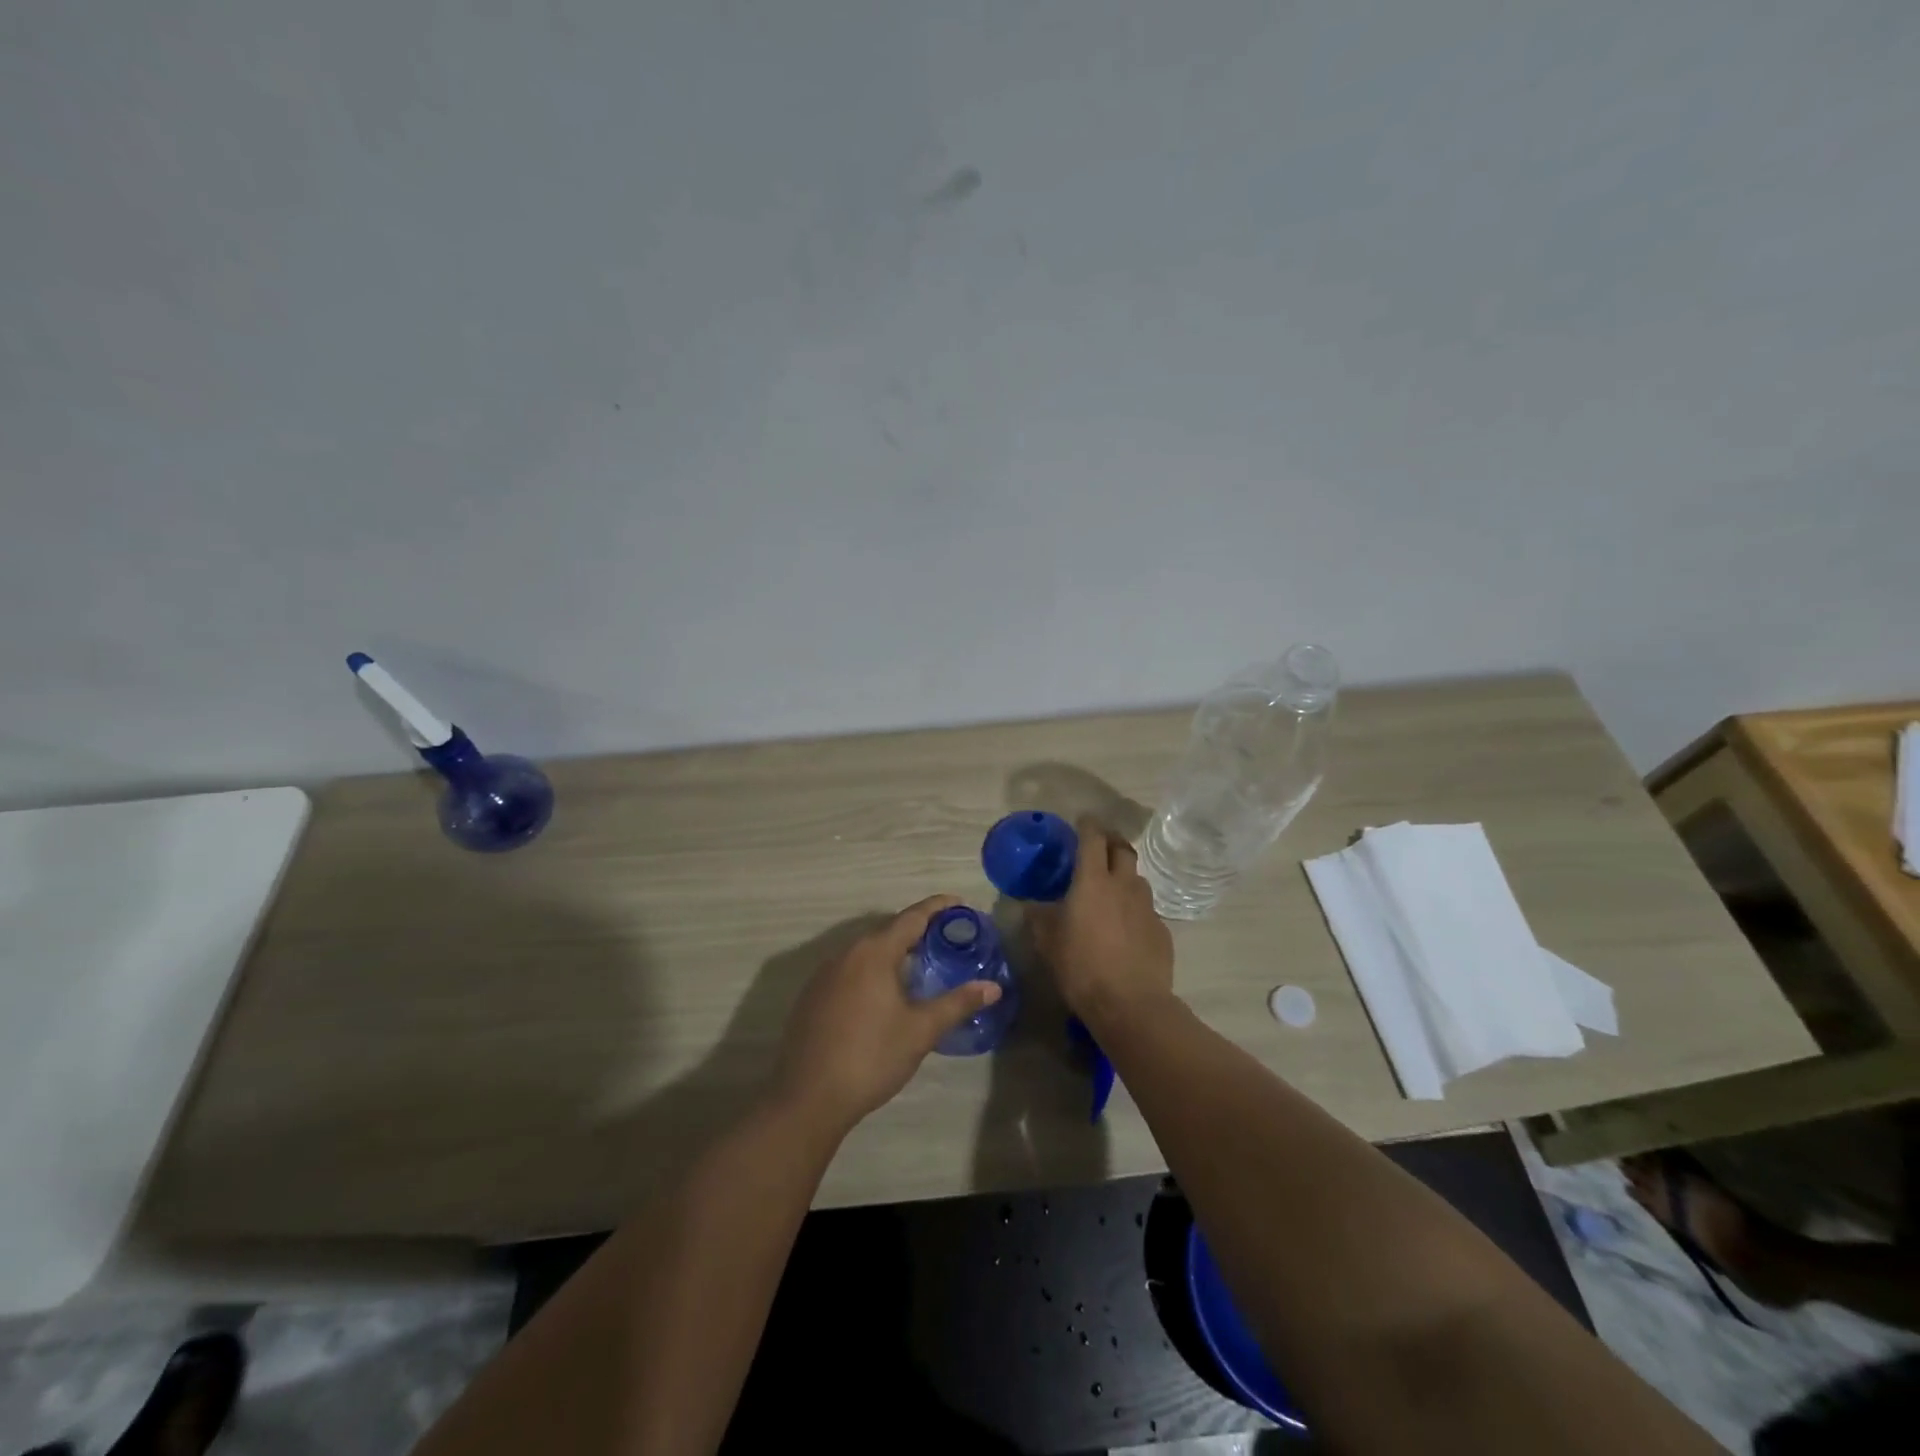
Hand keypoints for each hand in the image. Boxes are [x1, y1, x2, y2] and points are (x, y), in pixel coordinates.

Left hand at [772, 896, 1002, 1134]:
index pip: (912, 917)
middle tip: (946, 939)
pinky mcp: (812, 996)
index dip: (938, 907)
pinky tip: (883, 994)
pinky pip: (849, 969)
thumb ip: (957, 1003)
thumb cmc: (871, 1058)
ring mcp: (824, 974)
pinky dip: (871, 970)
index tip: (960, 903)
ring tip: (919, 965)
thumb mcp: (921, 1031)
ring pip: (866, 951)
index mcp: (873, 952)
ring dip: (893, 952)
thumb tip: (993, 987)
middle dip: (917, 930)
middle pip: (888, 931)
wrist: (808, 1098)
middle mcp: (846, 953)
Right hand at [1030, 819, 1174, 1027]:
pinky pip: (1146, 908)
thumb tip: (1028, 905)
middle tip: (1098, 846)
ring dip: (1124, 875)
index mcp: (1093, 881)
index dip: (1087, 825)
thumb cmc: (1081, 967)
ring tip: (1111, 888)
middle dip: (1111, 841)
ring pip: (1137, 878)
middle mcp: (1123, 885)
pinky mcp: (1161, 930)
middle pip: (1122, 849)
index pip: (1092, 838)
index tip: (1082, 819)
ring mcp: (1147, 907)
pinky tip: (1125, 927)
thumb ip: (1038, 917)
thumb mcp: (1047, 942)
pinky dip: (1134, 908)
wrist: (1131, 1004)